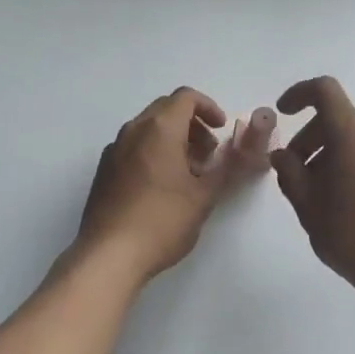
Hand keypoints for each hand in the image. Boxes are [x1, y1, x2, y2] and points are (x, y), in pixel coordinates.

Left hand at [75, 87, 233, 285]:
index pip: (186, 97)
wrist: (108, 256)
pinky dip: (153, 151)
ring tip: (189, 173)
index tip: (221, 130)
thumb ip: (229, 168)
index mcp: (159, 128)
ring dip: (173, 138)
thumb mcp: (204, 196)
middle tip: (209, 153)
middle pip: (166, 109)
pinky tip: (162, 187)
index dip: (209, 107)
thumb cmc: (162, 221)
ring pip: (148, 128)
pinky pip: (134, 146)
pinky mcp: (104, 170)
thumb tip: (250, 153)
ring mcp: (114, 149)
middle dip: (193, 124)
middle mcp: (134, 129)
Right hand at [269, 77, 354, 312]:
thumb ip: (290, 174)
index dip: (299, 94)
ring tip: (318, 197)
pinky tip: (345, 206)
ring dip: (330, 156)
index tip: (283, 114)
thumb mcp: (310, 207)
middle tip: (294, 175)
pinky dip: (352, 166)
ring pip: (354, 140)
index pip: (324, 90)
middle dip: (309, 139)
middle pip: (337, 119)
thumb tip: (283, 155)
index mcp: (352, 131)